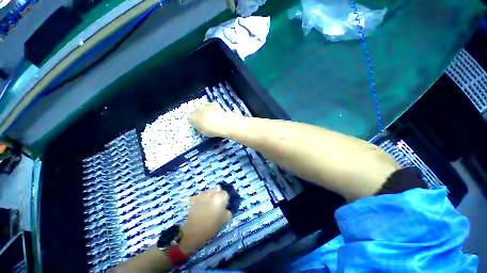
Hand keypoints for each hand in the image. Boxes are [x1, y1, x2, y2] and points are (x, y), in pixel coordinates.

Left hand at [180, 187, 231, 253]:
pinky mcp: (194, 198)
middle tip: (215, 205)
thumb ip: (227, 212)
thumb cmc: (211, 226)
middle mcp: (211, 193)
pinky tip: (200, 207)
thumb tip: (226, 208)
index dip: (225, 200)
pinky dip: (201, 199)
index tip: (223, 206)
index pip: (225, 193)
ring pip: (208, 192)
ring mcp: (202, 195)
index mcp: (220, 198)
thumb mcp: (224, 220)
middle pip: (216, 190)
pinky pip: (200, 196)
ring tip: (206, 206)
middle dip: (216, 196)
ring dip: (209, 197)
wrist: (193, 232)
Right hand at [189, 103, 232, 136]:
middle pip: (196, 111)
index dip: (195, 121)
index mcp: (192, 118)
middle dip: (200, 115)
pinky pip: (212, 106)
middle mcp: (196, 110)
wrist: (221, 124)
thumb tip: (200, 126)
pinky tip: (218, 114)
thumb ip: (200, 127)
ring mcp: (205, 105)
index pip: (190, 118)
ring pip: (204, 108)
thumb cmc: (211, 131)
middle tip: (206, 121)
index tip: (199, 124)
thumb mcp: (202, 132)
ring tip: (213, 117)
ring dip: (207, 111)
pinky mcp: (213, 104)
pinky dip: (214, 109)